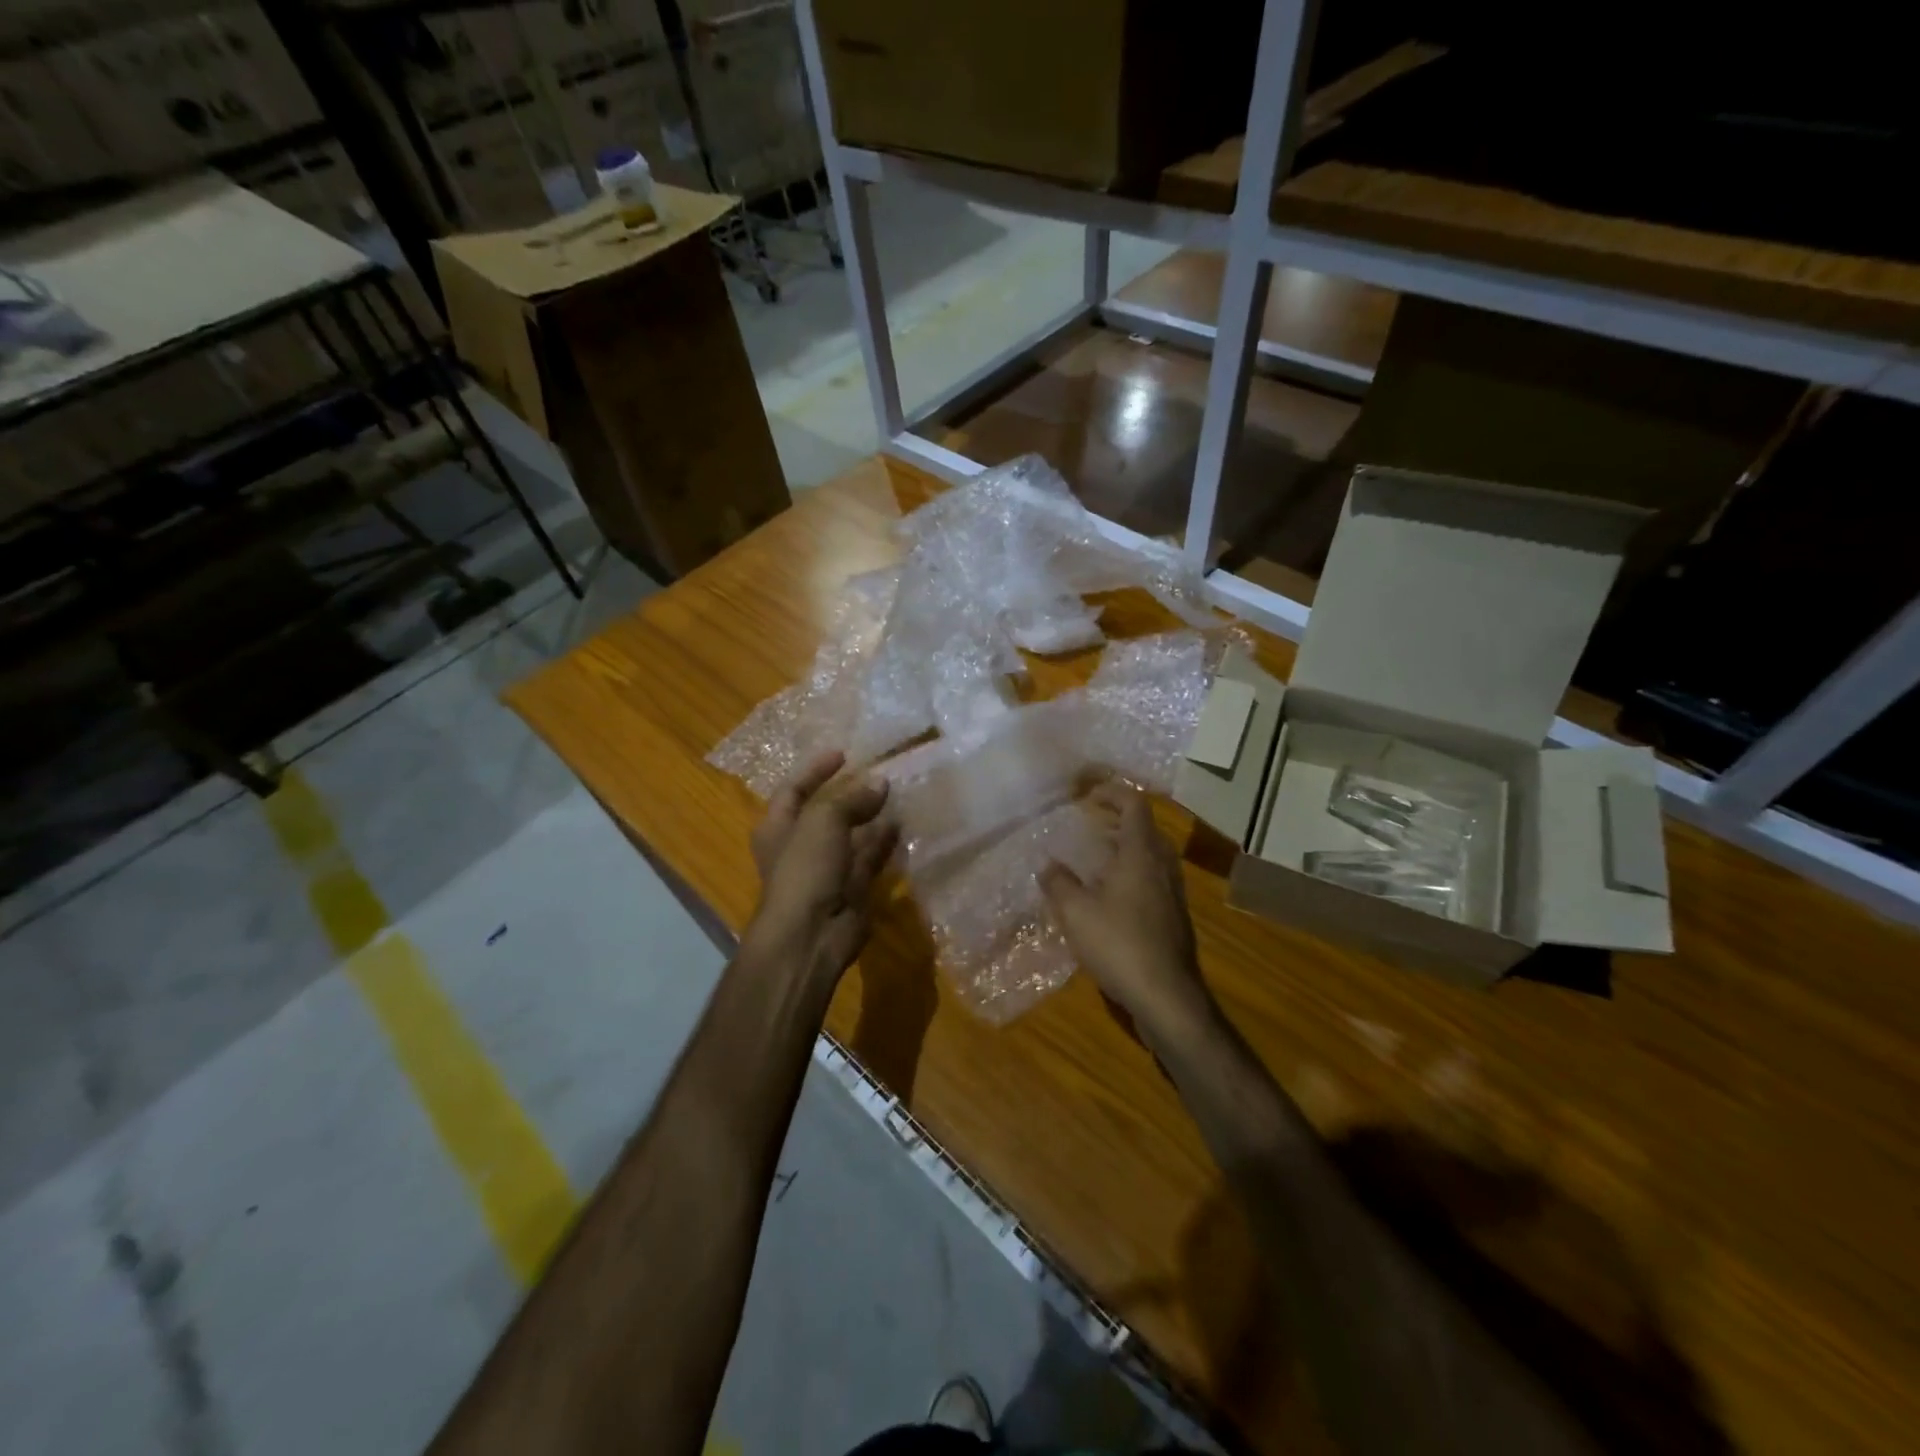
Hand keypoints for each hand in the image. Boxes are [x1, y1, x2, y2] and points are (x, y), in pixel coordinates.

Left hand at [745, 750, 898, 993]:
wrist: (811, 935)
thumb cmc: (805, 869)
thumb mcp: (823, 820)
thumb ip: (852, 799)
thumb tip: (880, 783)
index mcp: (778, 827)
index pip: (794, 789)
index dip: (815, 770)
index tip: (843, 754)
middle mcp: (800, 846)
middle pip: (826, 812)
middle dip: (850, 794)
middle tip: (878, 774)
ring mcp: (827, 869)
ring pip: (852, 836)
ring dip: (871, 817)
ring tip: (898, 795)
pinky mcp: (852, 889)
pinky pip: (870, 859)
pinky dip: (884, 843)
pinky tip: (903, 826)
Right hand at [1041, 784, 1216, 1048]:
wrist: (1166, 996)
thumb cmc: (1119, 944)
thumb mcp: (1076, 912)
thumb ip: (1059, 883)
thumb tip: (1047, 865)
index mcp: (1141, 854)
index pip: (1134, 806)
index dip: (1113, 793)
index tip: (1089, 794)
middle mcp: (1162, 867)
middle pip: (1146, 829)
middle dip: (1118, 821)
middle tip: (1090, 824)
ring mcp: (1173, 894)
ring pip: (1151, 857)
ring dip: (1125, 849)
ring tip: (1096, 858)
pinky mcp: (1173, 918)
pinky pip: (1152, 880)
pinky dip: (1131, 874)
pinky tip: (1109, 897)